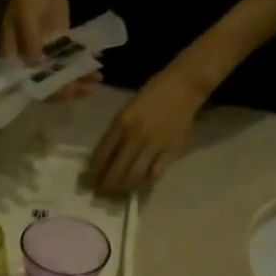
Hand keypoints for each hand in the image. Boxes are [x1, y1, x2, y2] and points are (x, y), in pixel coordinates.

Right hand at [2, 0, 100, 100]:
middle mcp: (29, 65)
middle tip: (84, 88)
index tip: (62, 90)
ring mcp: (46, 58)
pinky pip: (71, 65)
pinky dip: (82, 70)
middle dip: (66, 89)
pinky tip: (96, 70)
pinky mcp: (61, 50)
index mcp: (14, 59)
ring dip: (78, 82)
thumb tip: (35, 62)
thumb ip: (29, 38)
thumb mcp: (25, 12)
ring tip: (95, 80)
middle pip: (47, 86)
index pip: (27, 84)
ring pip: (61, 79)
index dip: (44, 91)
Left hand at [87, 61, 211, 194]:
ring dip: (124, 186)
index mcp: (122, 123)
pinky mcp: (171, 150)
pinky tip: (141, 182)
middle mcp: (136, 136)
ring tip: (119, 190)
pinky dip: (146, 180)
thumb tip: (105, 156)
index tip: (90, 179)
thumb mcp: (128, 109)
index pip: (103, 154)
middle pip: (117, 169)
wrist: (185, 85)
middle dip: (107, 184)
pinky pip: (155, 173)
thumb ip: (117, 132)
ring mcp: (155, 145)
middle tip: (102, 190)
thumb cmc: (153, 94)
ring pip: (134, 175)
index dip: (95, 170)